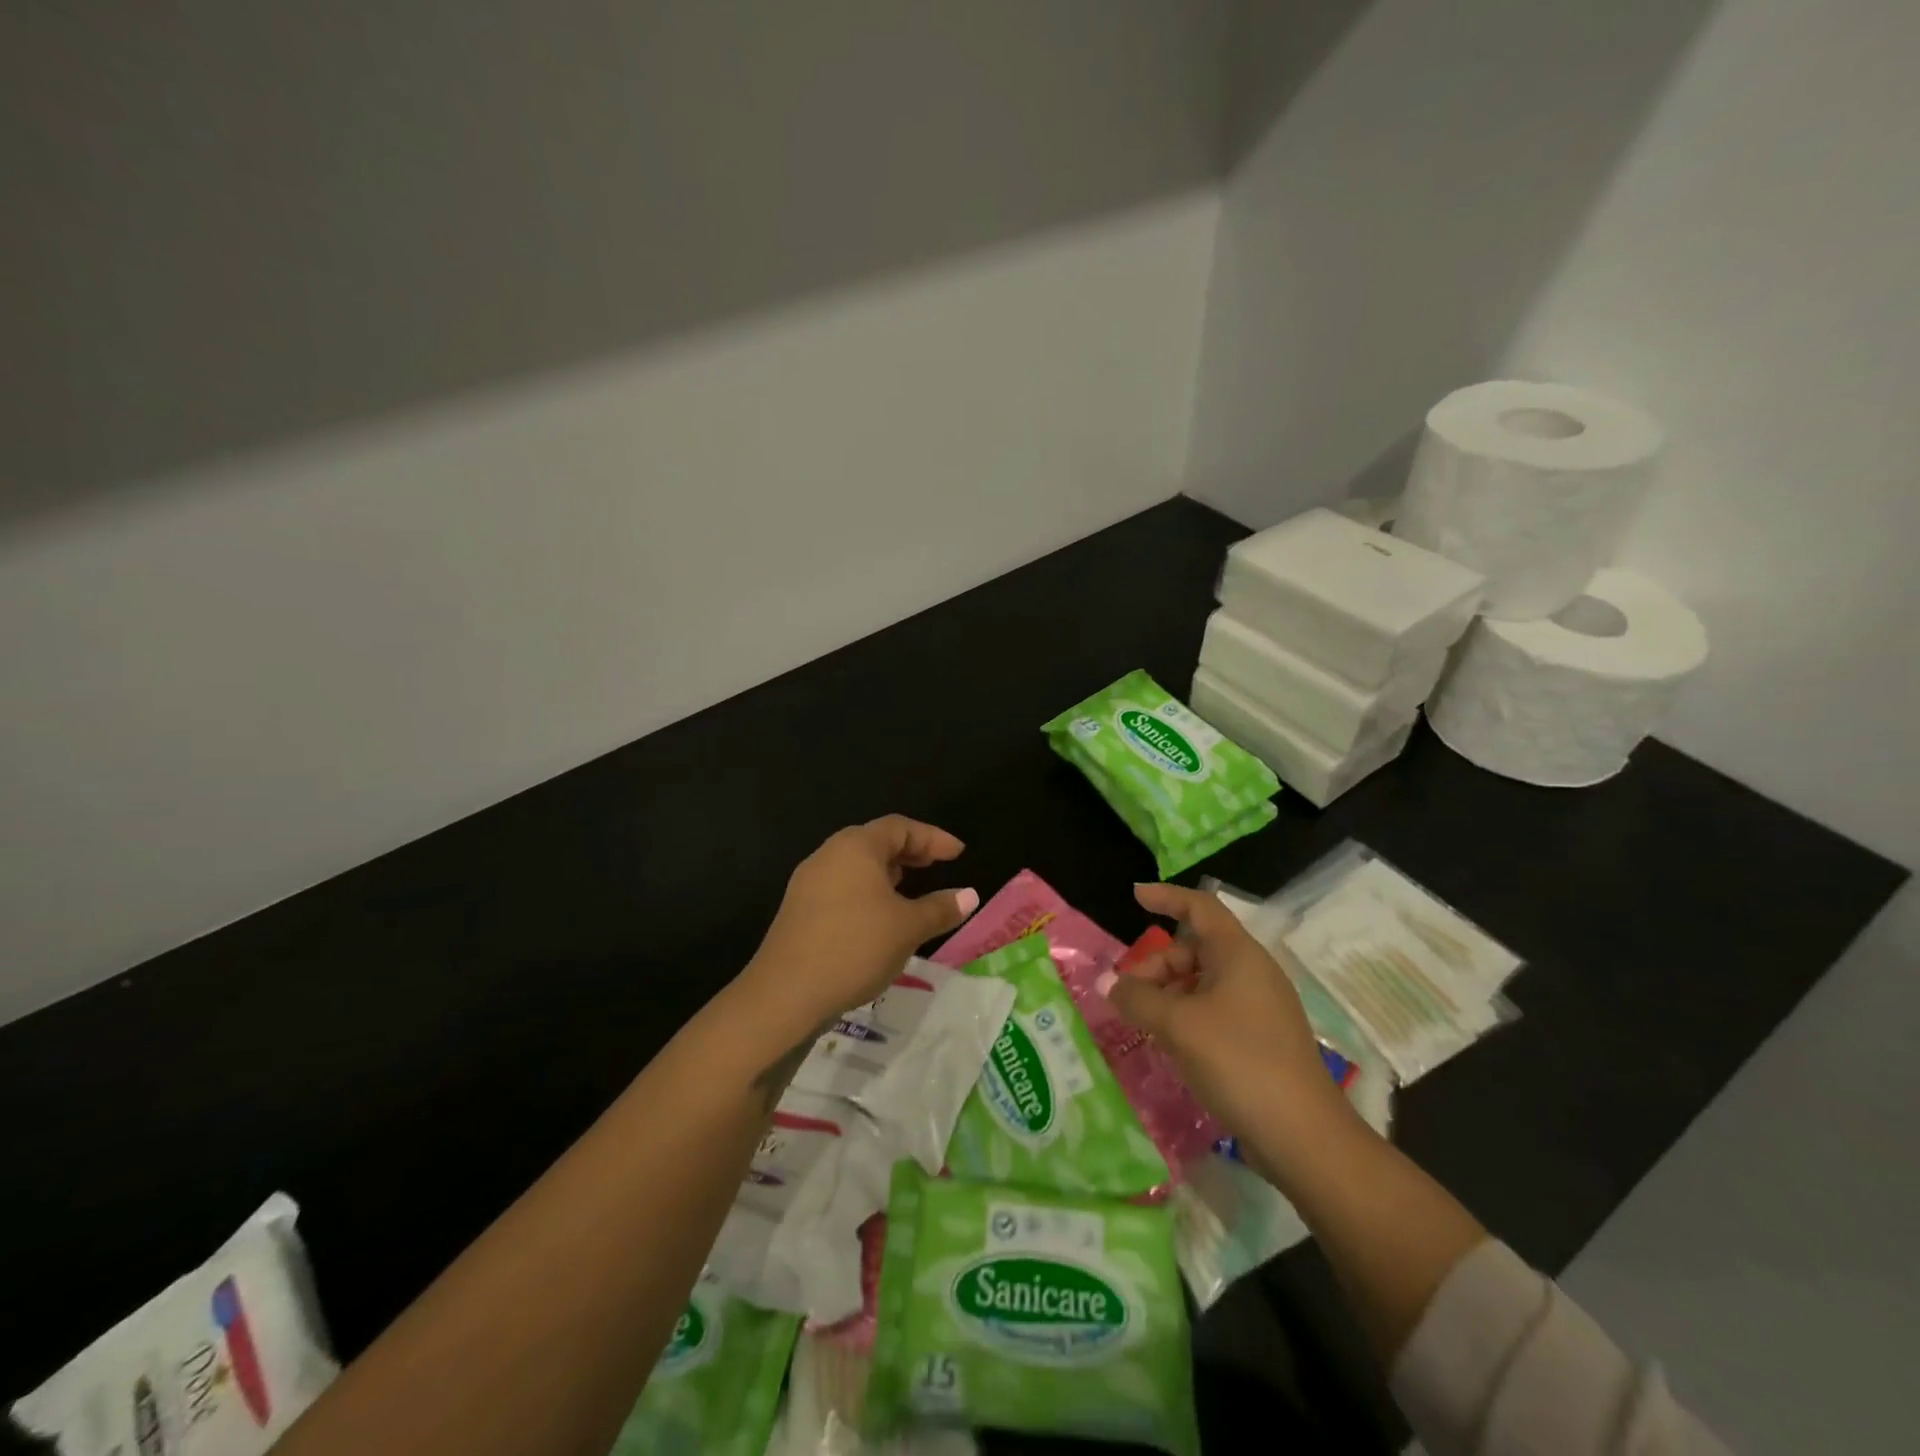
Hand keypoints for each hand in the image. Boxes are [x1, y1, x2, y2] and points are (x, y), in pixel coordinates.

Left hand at [741, 816, 978, 1028]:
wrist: (784, 994)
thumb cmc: (854, 947)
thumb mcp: (907, 928)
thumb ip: (940, 908)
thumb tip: (970, 895)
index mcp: (856, 846)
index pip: (900, 827)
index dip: (933, 837)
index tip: (959, 853)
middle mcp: (829, 854)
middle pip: (876, 841)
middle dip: (910, 851)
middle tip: (937, 866)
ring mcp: (810, 881)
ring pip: (857, 865)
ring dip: (888, 872)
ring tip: (911, 889)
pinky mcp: (800, 908)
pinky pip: (842, 886)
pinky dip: (868, 891)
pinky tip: (879, 917)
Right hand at [1102, 883, 1349, 1156]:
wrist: (1303, 1136)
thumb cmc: (1240, 1062)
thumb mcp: (1178, 1025)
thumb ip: (1138, 999)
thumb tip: (1110, 985)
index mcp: (1239, 955)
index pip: (1200, 908)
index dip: (1167, 897)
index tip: (1135, 896)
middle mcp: (1252, 973)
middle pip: (1194, 949)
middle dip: (1156, 965)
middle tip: (1126, 995)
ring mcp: (1259, 1008)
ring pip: (1202, 983)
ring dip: (1168, 995)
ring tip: (1143, 1023)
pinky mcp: (1259, 1040)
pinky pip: (1213, 1011)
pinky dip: (1185, 1016)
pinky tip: (1169, 1044)